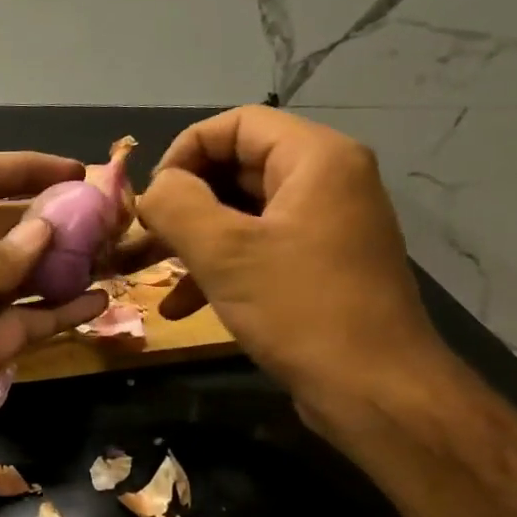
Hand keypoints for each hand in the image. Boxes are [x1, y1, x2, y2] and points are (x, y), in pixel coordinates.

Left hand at [0, 153, 106, 487]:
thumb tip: (47, 229)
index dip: (25, 167)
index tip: (78, 170)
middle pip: (9, 226)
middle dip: (56, 218)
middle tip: (111, 219)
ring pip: (25, 277)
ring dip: (66, 265)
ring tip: (116, 256)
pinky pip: (28, 324)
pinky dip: (62, 313)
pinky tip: (99, 302)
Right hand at [135, 106, 449, 420]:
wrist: (374, 391)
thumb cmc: (299, 309)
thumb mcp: (223, 252)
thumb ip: (176, 205)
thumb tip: (155, 190)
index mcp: (315, 159)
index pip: (235, 124)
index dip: (183, 152)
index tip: (152, 197)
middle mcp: (326, 182)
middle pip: (236, 167)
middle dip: (182, 202)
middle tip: (142, 236)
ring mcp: (324, 226)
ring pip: (241, 213)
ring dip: (191, 240)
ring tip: (147, 271)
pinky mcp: (318, 266)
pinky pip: (257, 249)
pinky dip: (218, 268)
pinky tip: (180, 306)